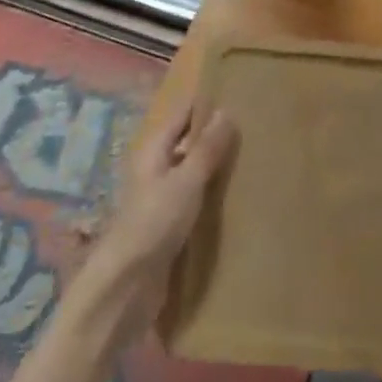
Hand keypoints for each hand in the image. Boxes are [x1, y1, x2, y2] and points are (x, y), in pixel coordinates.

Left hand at [76, 101, 238, 339]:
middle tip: (256, 126)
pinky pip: (195, 199)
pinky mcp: (169, 225)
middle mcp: (155, 167)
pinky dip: (213, 194)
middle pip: (188, 141)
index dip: (207, 103)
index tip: (240, 94)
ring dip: (216, 166)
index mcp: (153, 149)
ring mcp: (161, 197)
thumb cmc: (153, 224)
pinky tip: (238, 196)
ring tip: (254, 157)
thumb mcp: (185, 182)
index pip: (183, 113)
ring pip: (193, 171)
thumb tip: (227, 110)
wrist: (126, 288)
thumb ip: (207, 149)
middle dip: (216, 135)